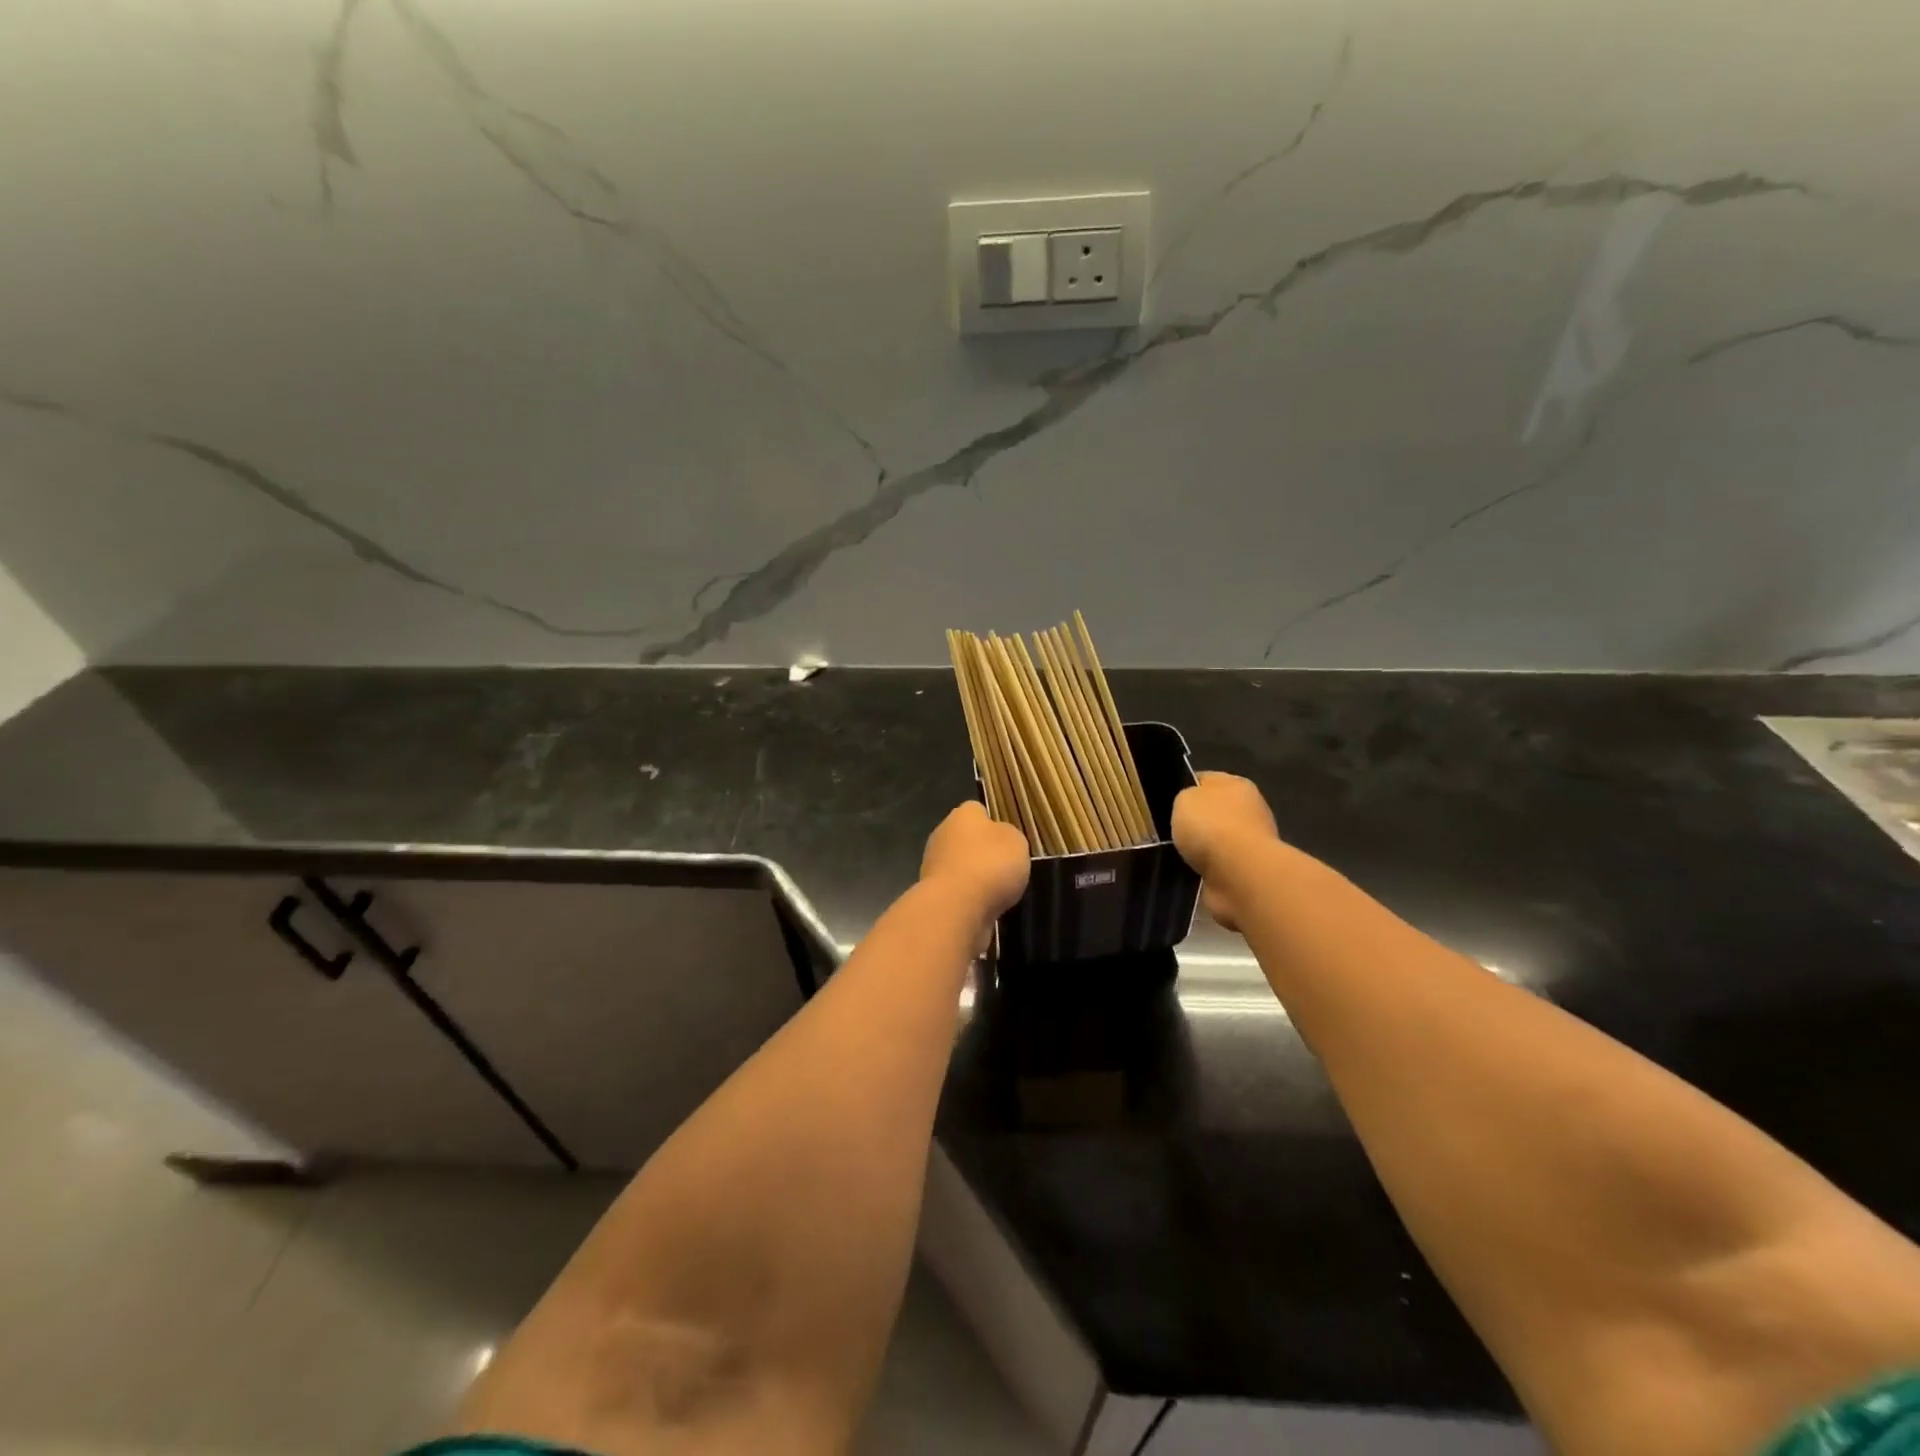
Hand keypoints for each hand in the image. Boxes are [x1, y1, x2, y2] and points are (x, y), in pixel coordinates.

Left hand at [921, 802, 1030, 928]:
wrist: (957, 908)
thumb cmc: (990, 864)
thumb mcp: (1016, 842)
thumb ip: (1009, 836)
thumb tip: (999, 839)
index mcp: (962, 815)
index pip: (977, 810)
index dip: (994, 823)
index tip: (1007, 841)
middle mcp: (942, 835)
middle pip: (966, 839)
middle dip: (982, 852)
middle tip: (1004, 868)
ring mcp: (933, 865)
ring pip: (960, 866)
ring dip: (975, 877)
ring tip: (998, 893)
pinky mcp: (932, 893)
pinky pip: (956, 890)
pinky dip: (968, 898)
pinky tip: (983, 907)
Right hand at [1172, 772, 1278, 932]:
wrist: (1239, 875)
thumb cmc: (1212, 827)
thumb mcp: (1183, 798)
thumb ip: (1184, 798)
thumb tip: (1188, 807)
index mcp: (1236, 784)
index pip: (1204, 780)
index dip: (1183, 788)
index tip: (1162, 802)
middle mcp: (1249, 810)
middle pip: (1211, 812)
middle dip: (1192, 823)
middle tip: (1166, 831)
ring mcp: (1251, 843)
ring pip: (1213, 842)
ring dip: (1198, 850)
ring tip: (1175, 855)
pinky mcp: (1247, 872)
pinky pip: (1216, 867)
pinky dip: (1204, 870)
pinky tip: (1190, 872)